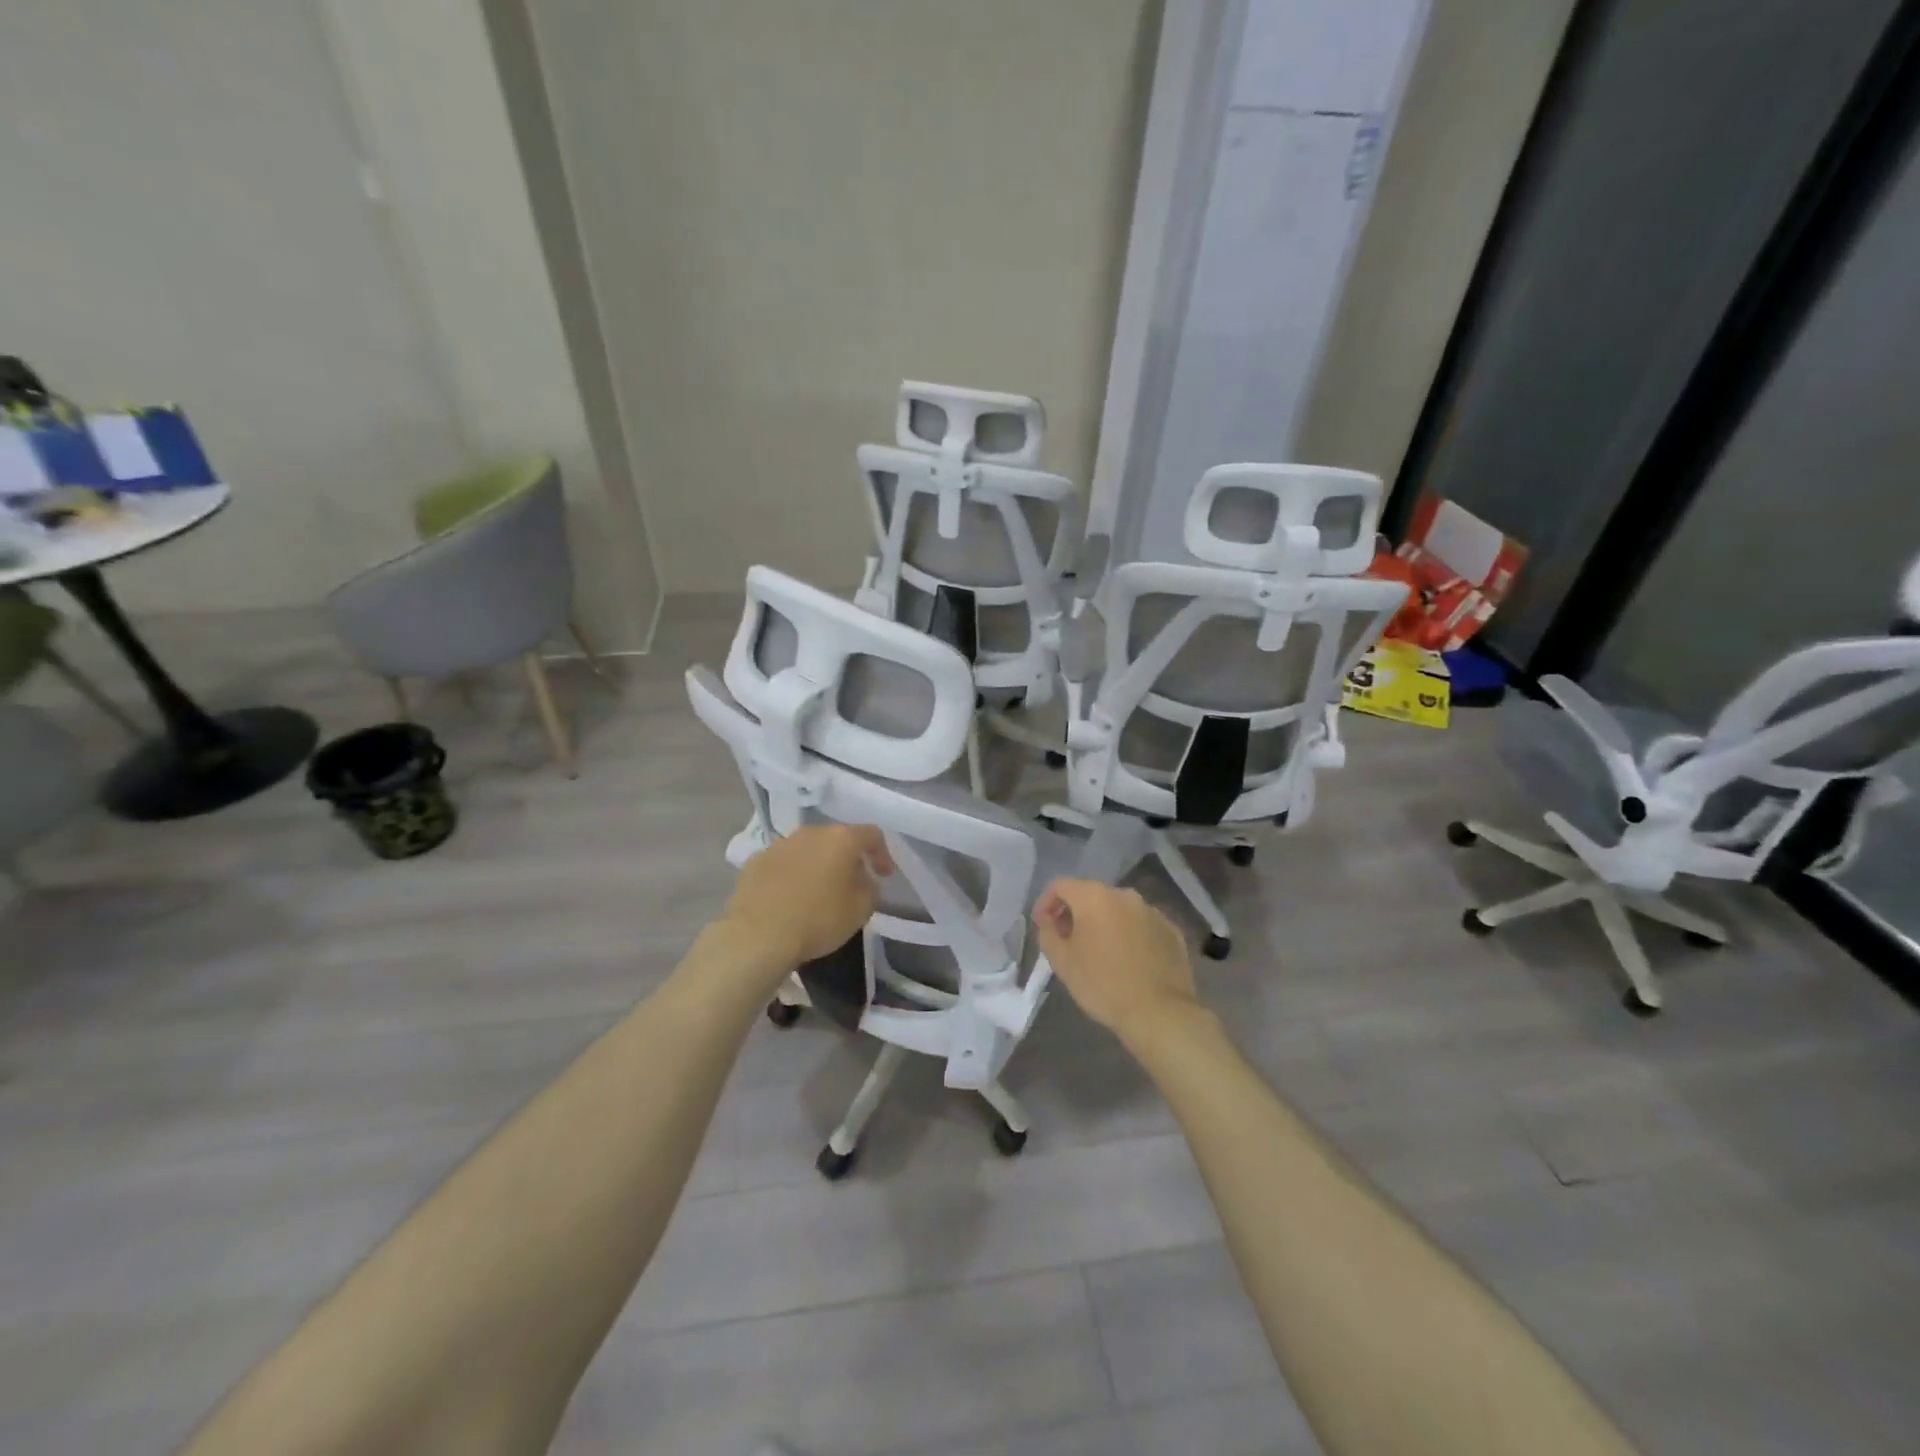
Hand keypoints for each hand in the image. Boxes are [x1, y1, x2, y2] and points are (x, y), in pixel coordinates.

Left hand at [721, 823, 893, 967]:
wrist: (758, 935)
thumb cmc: (818, 919)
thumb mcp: (861, 909)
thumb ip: (870, 889)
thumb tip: (864, 881)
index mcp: (840, 839)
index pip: (871, 835)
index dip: (882, 853)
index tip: (884, 875)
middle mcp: (810, 833)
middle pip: (836, 839)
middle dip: (847, 858)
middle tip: (852, 882)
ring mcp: (779, 845)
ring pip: (807, 849)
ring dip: (817, 865)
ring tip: (818, 891)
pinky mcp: (755, 861)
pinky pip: (782, 864)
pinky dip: (791, 875)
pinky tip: (789, 898)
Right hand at [1033, 879, 1199, 1046]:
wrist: (1158, 1012)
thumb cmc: (1102, 984)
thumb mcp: (1062, 961)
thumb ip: (1047, 933)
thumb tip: (1049, 921)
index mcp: (1094, 897)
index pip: (1060, 885)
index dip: (1046, 903)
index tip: (1043, 926)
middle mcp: (1125, 895)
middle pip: (1091, 895)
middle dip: (1075, 913)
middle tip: (1067, 941)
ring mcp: (1152, 911)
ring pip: (1118, 910)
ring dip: (1103, 924)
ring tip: (1098, 952)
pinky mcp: (1172, 930)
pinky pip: (1141, 925)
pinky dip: (1129, 935)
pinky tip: (1127, 961)